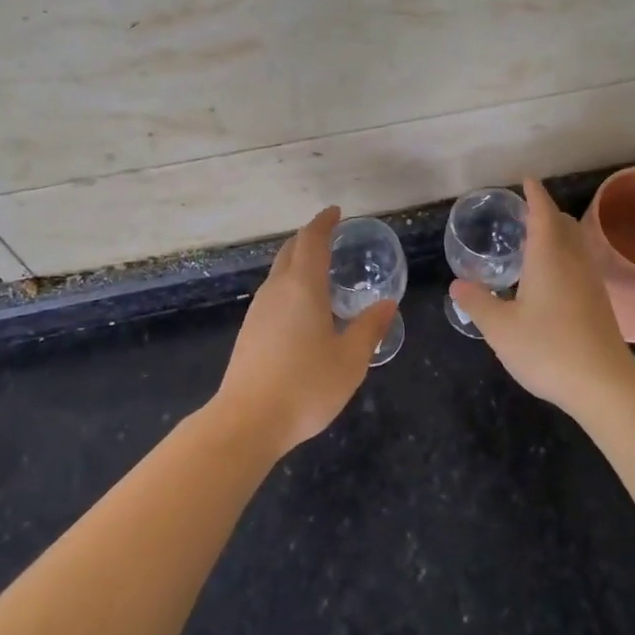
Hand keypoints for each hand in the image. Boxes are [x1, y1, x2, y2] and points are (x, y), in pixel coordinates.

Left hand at [213, 206, 395, 457]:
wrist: (247, 422)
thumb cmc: (305, 386)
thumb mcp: (351, 360)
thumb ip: (370, 328)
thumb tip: (387, 303)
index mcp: (303, 287)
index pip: (312, 240)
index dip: (324, 222)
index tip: (336, 212)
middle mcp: (277, 290)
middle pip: (291, 251)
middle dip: (310, 238)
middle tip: (331, 236)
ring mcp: (258, 310)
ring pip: (279, 272)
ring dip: (298, 261)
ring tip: (321, 270)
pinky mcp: (250, 331)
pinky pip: (273, 293)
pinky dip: (290, 284)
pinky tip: (303, 307)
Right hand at [451, 178, 634, 412]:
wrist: (604, 385)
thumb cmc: (547, 348)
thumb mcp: (500, 328)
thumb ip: (477, 302)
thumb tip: (457, 284)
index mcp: (548, 256)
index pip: (542, 212)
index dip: (534, 194)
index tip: (526, 179)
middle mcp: (573, 261)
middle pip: (564, 224)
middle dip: (546, 212)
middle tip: (524, 213)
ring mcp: (590, 282)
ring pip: (575, 245)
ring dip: (557, 235)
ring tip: (534, 242)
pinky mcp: (598, 303)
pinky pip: (580, 264)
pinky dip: (564, 257)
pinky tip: (550, 279)